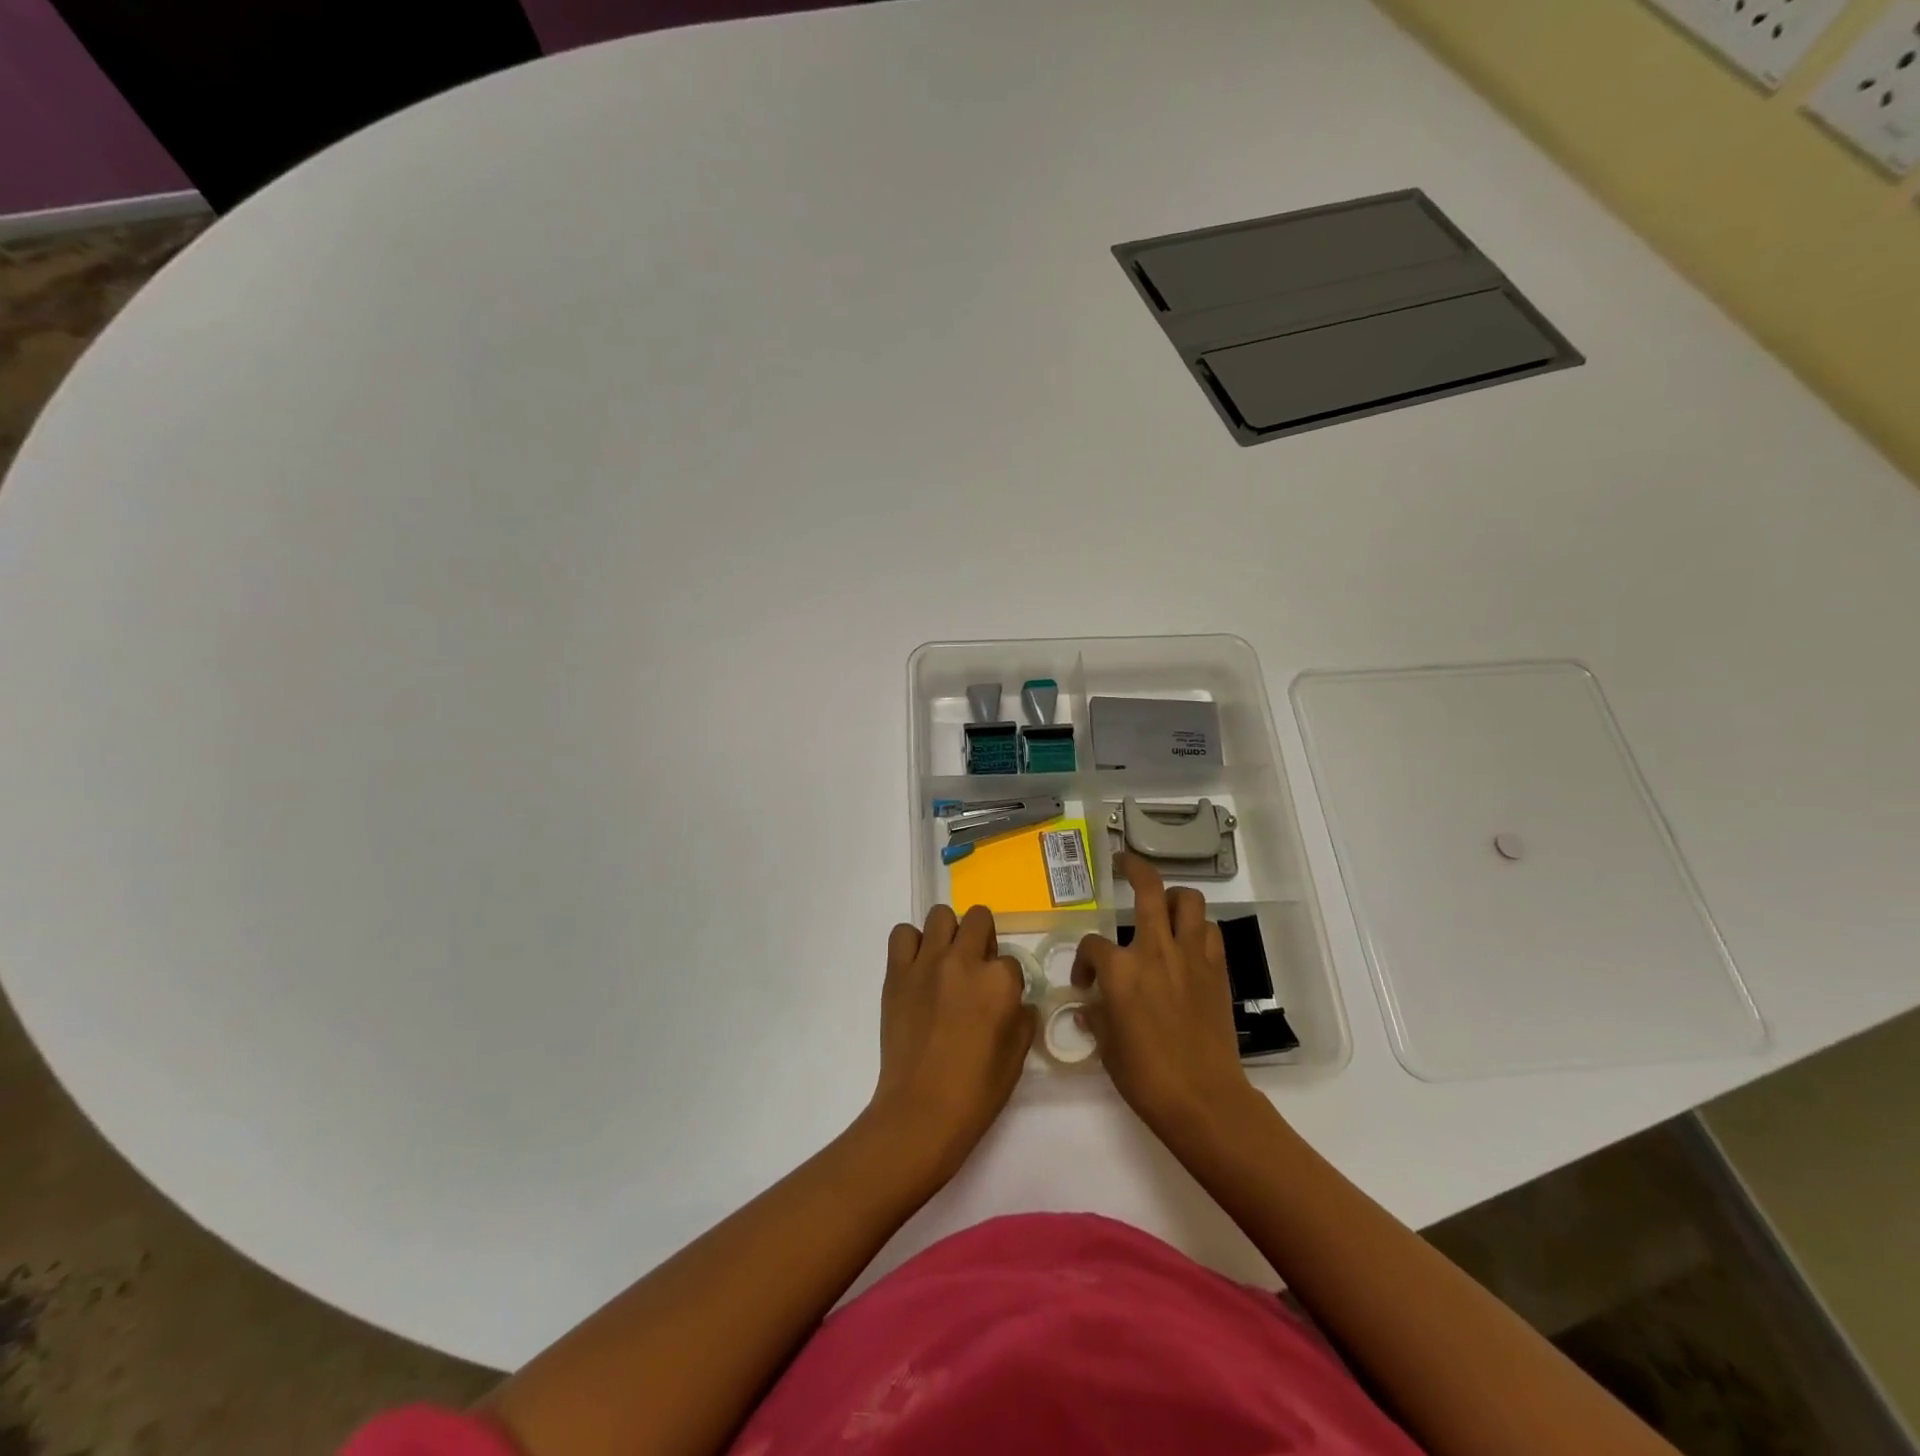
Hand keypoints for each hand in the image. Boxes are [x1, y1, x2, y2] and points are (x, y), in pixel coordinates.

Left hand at [867, 904, 1030, 1179]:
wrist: (921, 1111)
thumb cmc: (976, 1091)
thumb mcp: (1017, 1056)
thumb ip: (1021, 1017)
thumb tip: (1014, 1001)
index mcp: (1000, 982)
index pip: (1010, 961)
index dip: (1006, 981)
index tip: (997, 1000)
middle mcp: (965, 961)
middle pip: (979, 919)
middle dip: (983, 938)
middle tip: (976, 967)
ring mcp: (927, 962)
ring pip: (940, 915)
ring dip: (948, 933)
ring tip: (946, 961)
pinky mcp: (897, 972)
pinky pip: (902, 934)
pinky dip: (911, 944)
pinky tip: (918, 967)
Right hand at [1072, 854, 1255, 1141]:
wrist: (1203, 1099)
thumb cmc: (1145, 1076)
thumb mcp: (1107, 1047)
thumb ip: (1096, 1017)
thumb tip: (1089, 1007)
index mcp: (1120, 970)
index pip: (1092, 945)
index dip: (1082, 961)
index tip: (1084, 983)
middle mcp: (1155, 950)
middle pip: (1147, 889)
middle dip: (1133, 867)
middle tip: (1123, 863)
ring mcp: (1190, 956)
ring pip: (1188, 900)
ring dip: (1173, 897)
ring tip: (1163, 908)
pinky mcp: (1216, 969)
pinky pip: (1209, 931)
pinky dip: (1197, 929)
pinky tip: (1188, 944)